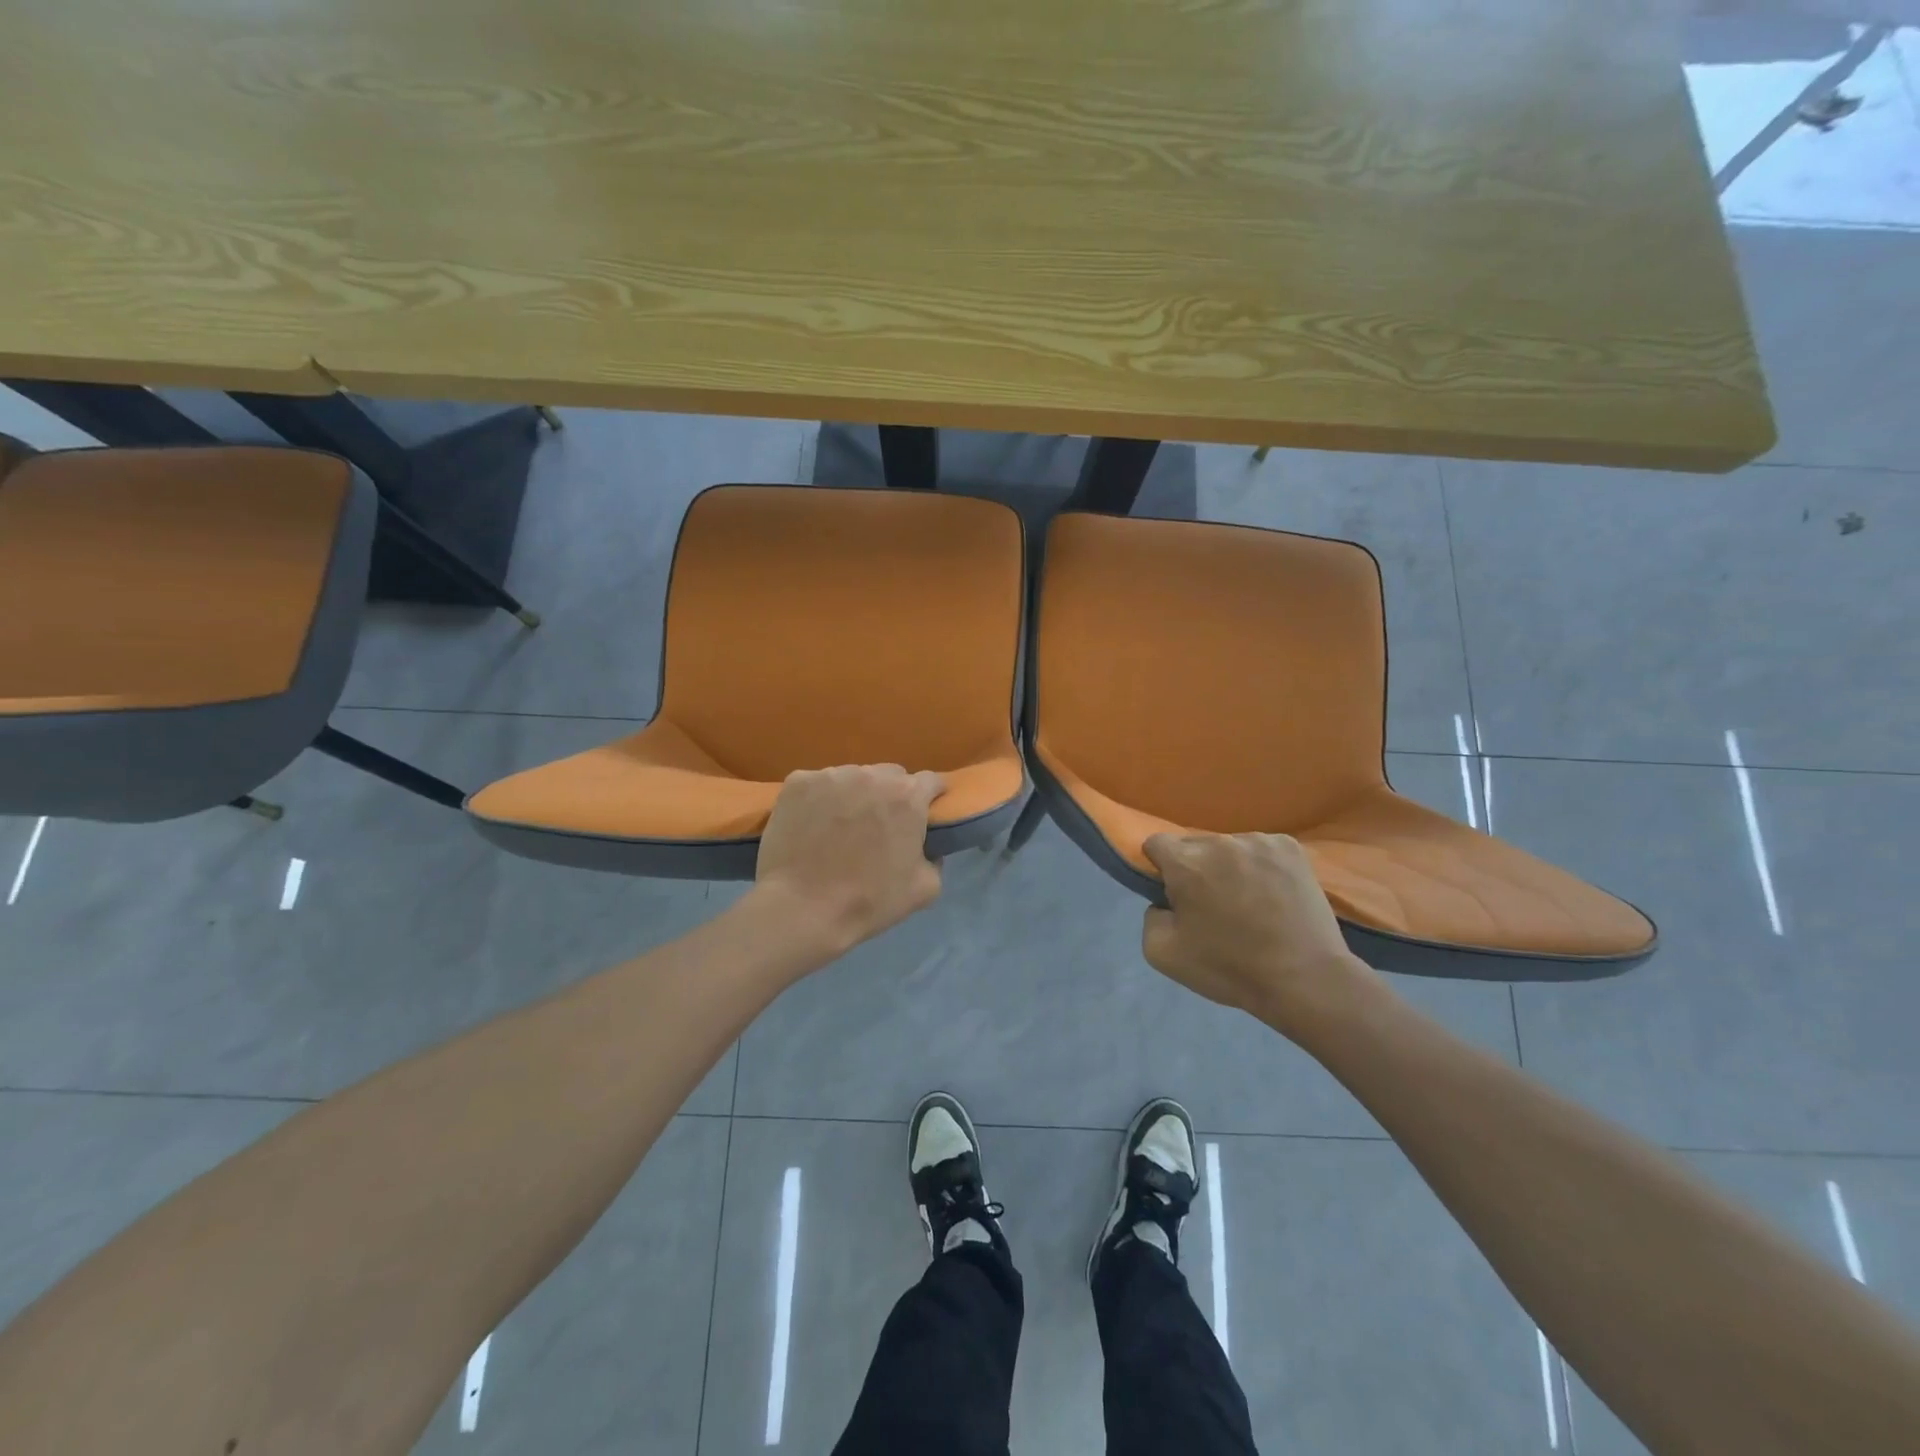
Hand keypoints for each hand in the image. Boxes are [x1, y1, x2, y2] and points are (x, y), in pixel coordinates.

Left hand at [753, 764, 945, 956]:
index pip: (930, 781)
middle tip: (879, 826)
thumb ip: (935, 858)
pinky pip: (818, 784)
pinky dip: (819, 800)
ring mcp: (831, 775)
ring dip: (855, 795)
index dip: (930, 797)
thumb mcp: (924, 889)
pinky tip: (812, 825)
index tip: (923, 814)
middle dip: (891, 795)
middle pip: (890, 776)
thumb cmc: (868, 901)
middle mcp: (872, 775)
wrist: (802, 909)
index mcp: (907, 796)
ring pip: (853, 777)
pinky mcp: (798, 782)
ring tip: (841, 827)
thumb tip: (926, 847)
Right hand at [1140, 832, 1387, 1037]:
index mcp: (1186, 863)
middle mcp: (1220, 842)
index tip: (1174, 893)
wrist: (1305, 979)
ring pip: (1228, 847)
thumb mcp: (1163, 953)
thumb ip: (1149, 916)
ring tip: (1249, 901)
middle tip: (1212, 904)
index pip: (1156, 843)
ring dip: (1229, 866)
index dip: (1159, 868)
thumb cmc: (1230, 968)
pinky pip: (1261, 849)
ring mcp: (1259, 841)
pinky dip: (1260, 866)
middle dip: (1195, 868)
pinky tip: (1273, 893)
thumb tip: (1165, 901)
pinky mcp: (1291, 848)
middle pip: (1193, 845)